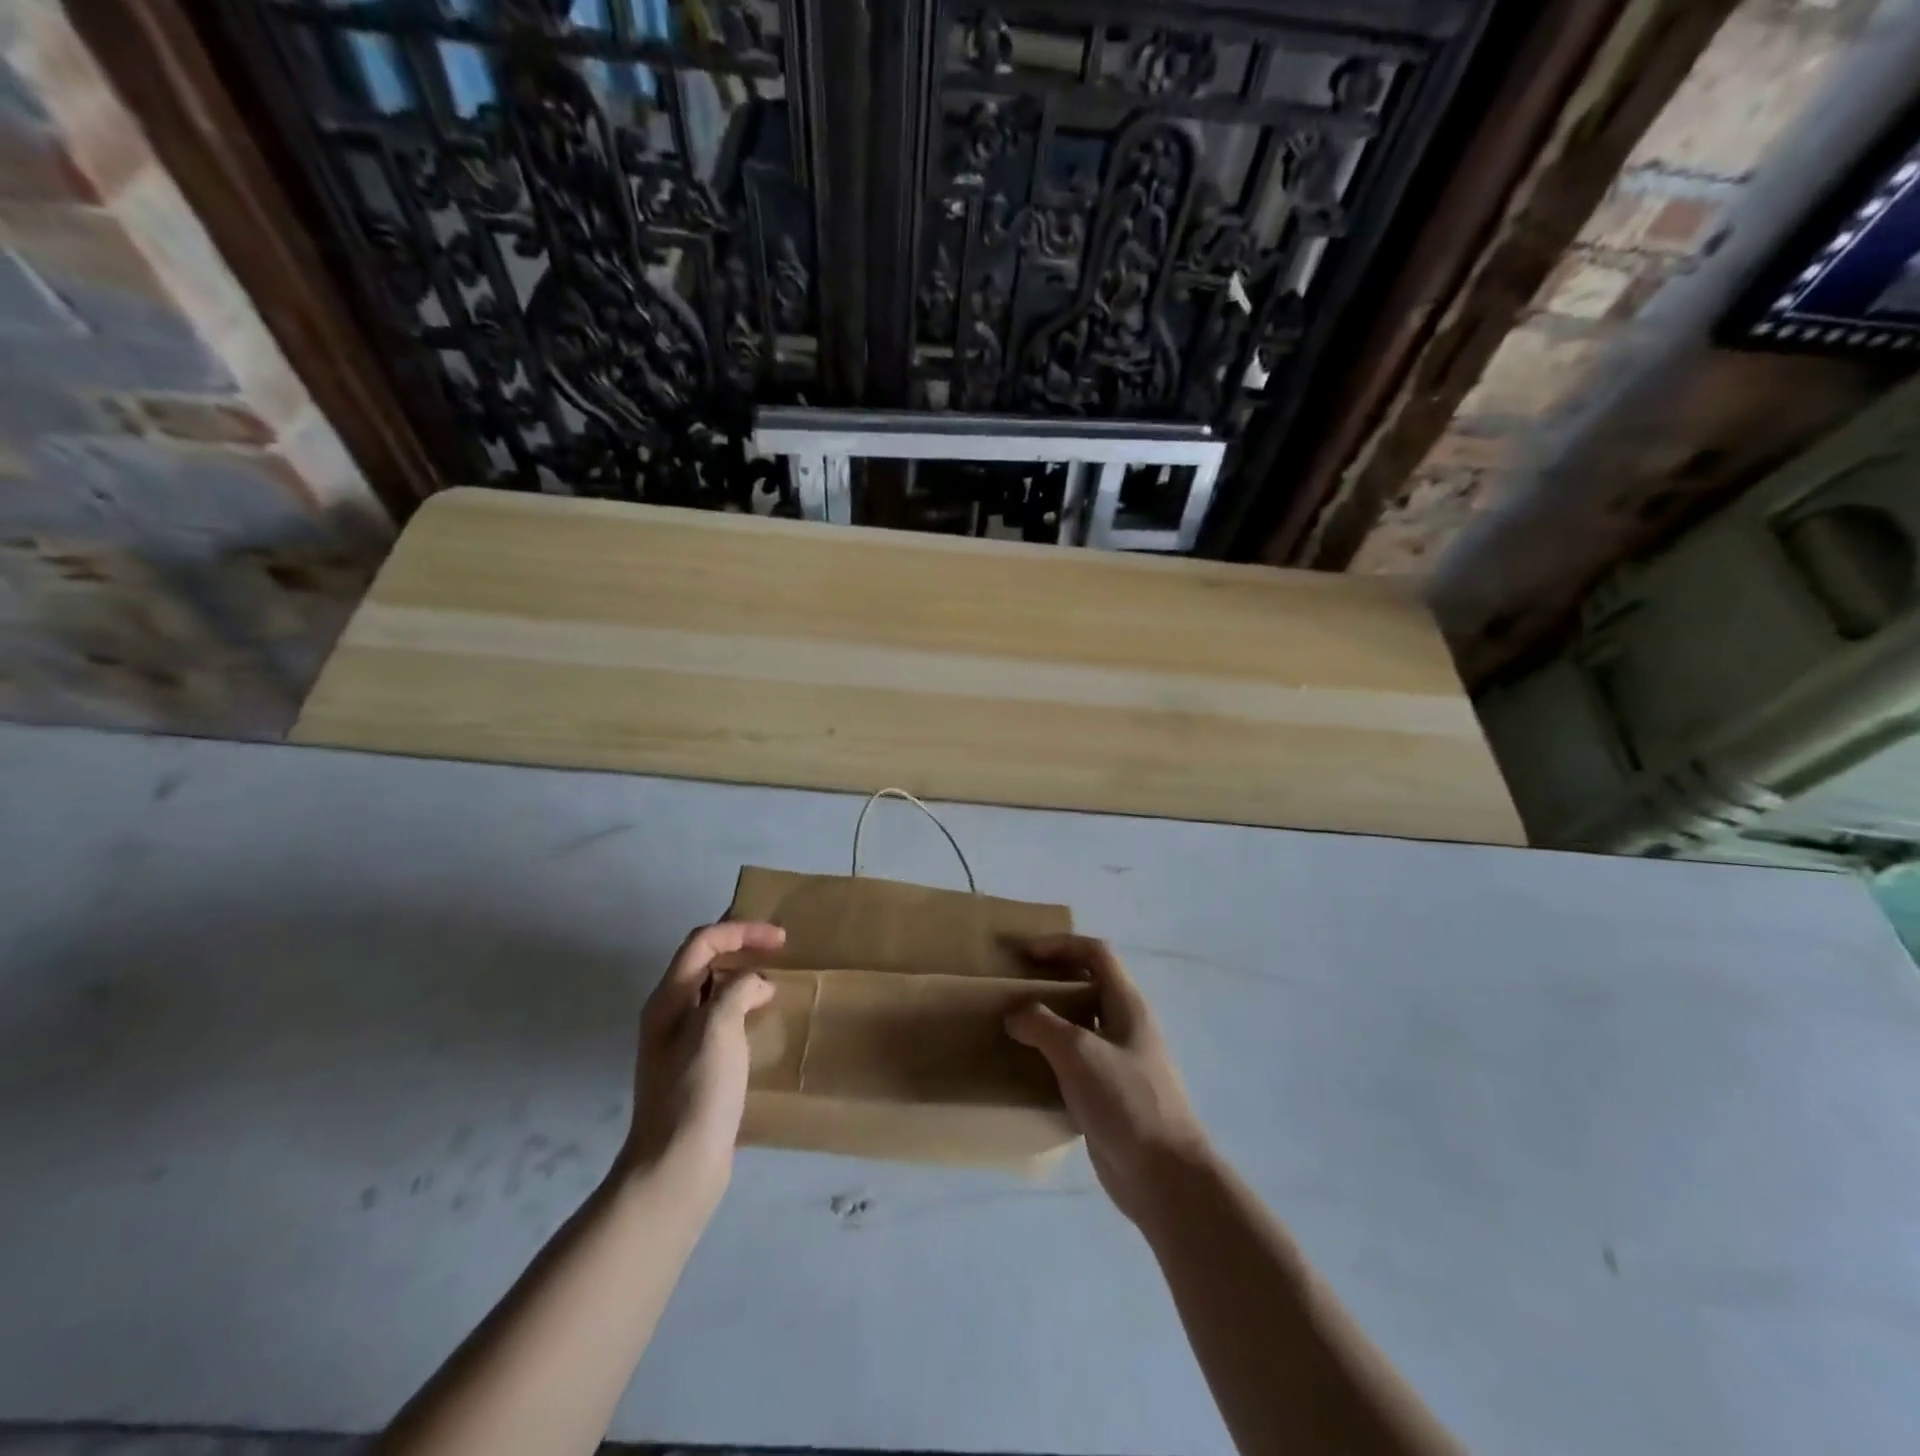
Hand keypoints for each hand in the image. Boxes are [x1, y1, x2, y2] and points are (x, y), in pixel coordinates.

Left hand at [622, 922, 782, 1197]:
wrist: (677, 1166)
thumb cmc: (697, 1091)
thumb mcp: (718, 1027)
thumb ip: (737, 991)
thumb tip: (755, 986)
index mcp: (668, 999)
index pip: (703, 942)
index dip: (741, 931)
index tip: (780, 940)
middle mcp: (668, 1016)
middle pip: (703, 962)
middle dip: (740, 949)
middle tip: (778, 954)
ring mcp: (679, 1045)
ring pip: (712, 993)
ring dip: (743, 980)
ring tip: (775, 987)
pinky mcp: (694, 1070)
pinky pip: (720, 1022)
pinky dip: (743, 1011)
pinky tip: (763, 1026)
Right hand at [1007, 935, 1211, 1226]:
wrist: (1165, 1177)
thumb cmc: (1126, 1101)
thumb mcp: (1079, 1052)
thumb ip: (1043, 1025)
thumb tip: (1016, 1014)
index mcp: (1128, 1005)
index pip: (1096, 953)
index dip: (1061, 944)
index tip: (1025, 955)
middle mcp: (1127, 1026)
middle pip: (1089, 985)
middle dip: (1053, 980)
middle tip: (1015, 989)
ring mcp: (1121, 1062)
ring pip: (1082, 1026)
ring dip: (1050, 1021)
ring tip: (1014, 1027)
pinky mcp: (1110, 1095)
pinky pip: (1077, 1063)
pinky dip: (1052, 1058)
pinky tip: (1028, 1071)